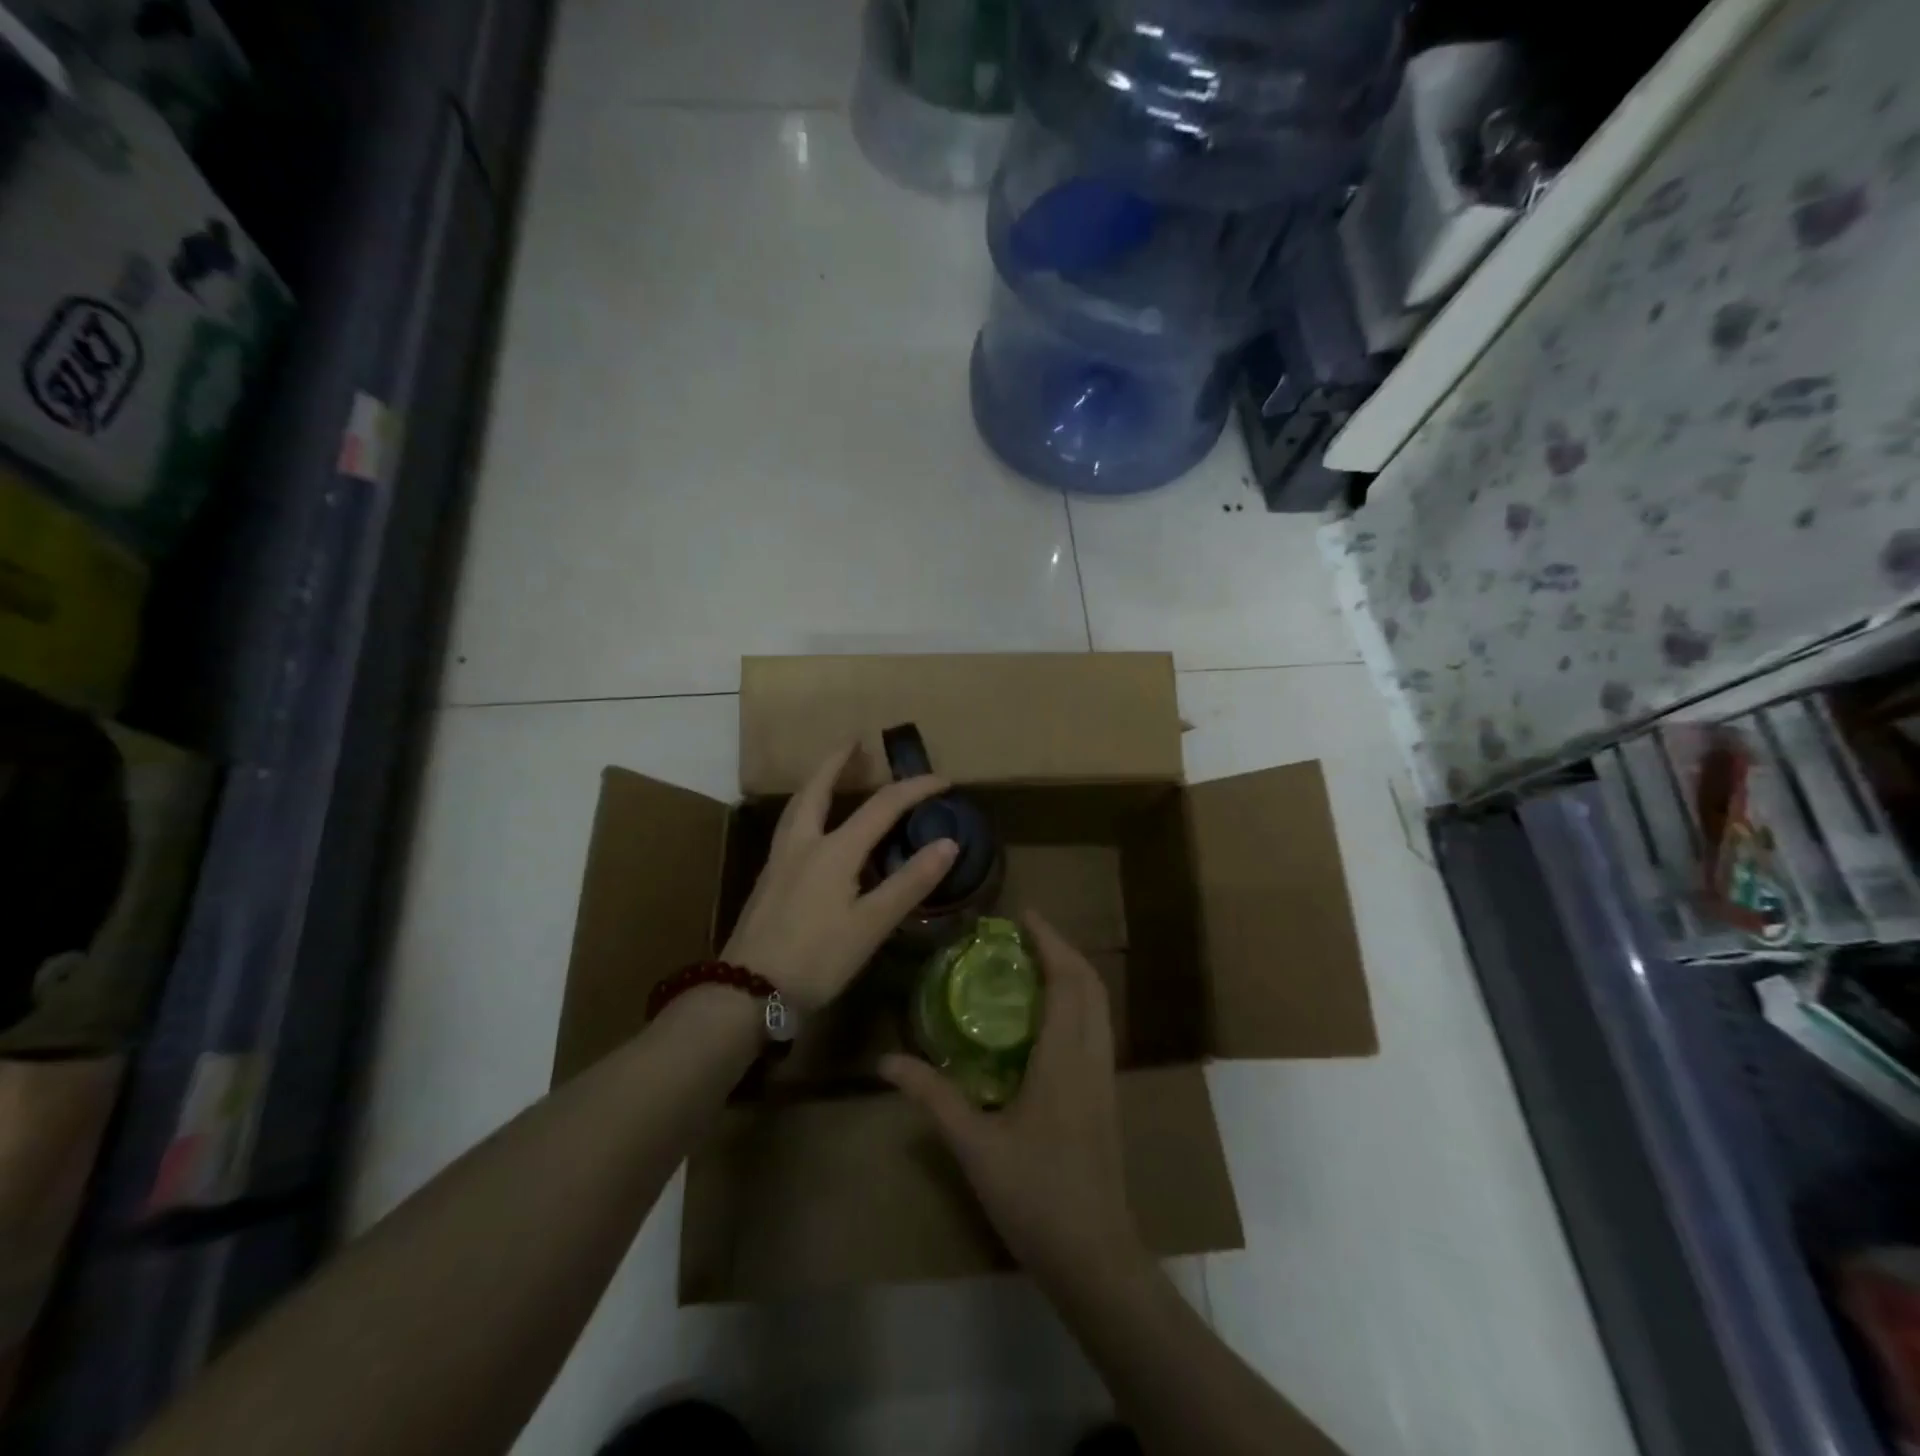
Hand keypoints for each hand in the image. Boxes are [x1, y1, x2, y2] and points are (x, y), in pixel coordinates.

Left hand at [722, 744, 957, 1009]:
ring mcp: (779, 861)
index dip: (914, 789)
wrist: (747, 993)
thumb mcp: (872, 924)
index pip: (882, 805)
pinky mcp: (767, 880)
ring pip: (797, 806)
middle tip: (854, 742)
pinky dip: (805, 810)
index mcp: (834, 850)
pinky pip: (789, 827)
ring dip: (816, 782)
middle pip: (818, 789)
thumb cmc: (816, 959)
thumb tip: (948, 844)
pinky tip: (811, 829)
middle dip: (837, 762)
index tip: (943, 780)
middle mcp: (803, 844)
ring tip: (829, 773)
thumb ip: (910, 882)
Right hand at [881, 913, 1148, 1294]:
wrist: (1094, 1256)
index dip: (1050, 941)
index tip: (1024, 915)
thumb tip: (886, 1061)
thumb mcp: (974, 1145)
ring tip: (1035, 963)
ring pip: (1099, 1006)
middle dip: (1062, 949)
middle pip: (1091, 984)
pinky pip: (1098, 1028)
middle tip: (1024, 934)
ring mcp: (1105, 1076)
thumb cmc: (1034, 1195)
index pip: (1068, 980)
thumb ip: (933, 1096)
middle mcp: (1092, 1056)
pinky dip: (1078, 1002)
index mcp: (1064, 1058)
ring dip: (1073, 974)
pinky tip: (1048, 1016)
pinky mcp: (1106, 1095)